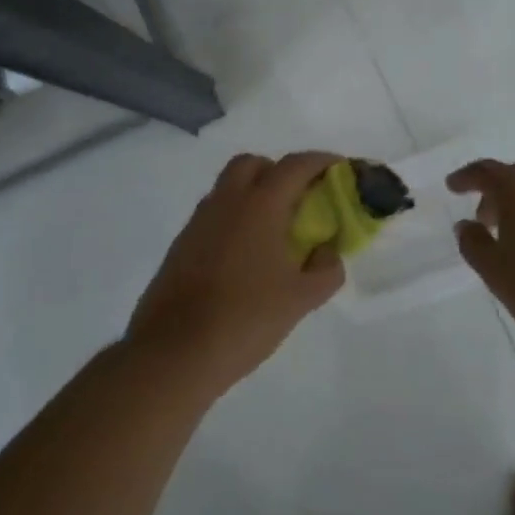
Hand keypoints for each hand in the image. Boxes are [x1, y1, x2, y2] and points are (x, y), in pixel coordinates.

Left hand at [127, 151, 346, 397]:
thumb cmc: (245, 318)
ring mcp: (198, 222)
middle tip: (301, 200)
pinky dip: (234, 219)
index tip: (340, 169)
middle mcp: (225, 202)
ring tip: (275, 231)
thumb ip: (326, 270)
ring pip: (229, 188)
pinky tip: (246, 257)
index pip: (295, 165)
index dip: (321, 161)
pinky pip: (214, 216)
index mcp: (259, 205)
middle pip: (253, 164)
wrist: (174, 352)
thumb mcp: (301, 299)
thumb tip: (328, 252)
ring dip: (254, 194)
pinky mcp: (181, 245)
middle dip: (280, 172)